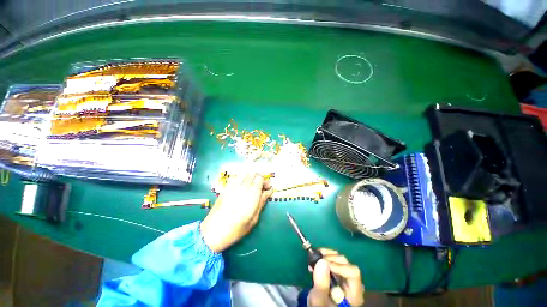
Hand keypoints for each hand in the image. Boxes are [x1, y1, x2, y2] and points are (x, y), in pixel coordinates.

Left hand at [200, 172, 273, 251]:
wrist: (213, 232)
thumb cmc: (236, 229)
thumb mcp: (254, 218)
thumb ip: (262, 202)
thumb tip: (269, 191)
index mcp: (252, 194)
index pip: (260, 178)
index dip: (265, 182)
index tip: (268, 188)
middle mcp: (242, 187)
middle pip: (253, 174)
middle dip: (259, 178)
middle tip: (260, 187)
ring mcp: (232, 186)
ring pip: (244, 173)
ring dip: (250, 177)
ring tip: (251, 185)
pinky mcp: (225, 188)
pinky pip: (234, 177)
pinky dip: (240, 178)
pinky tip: (240, 186)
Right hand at [308, 249, 364, 306]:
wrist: (318, 305)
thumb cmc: (321, 306)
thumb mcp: (319, 300)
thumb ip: (321, 284)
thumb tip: (322, 261)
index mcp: (354, 293)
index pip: (353, 273)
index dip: (338, 266)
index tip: (323, 263)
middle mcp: (353, 283)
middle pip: (346, 263)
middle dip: (329, 259)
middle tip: (316, 260)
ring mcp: (345, 276)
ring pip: (339, 258)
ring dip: (325, 255)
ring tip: (313, 259)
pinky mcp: (337, 271)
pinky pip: (333, 259)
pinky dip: (324, 256)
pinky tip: (315, 260)